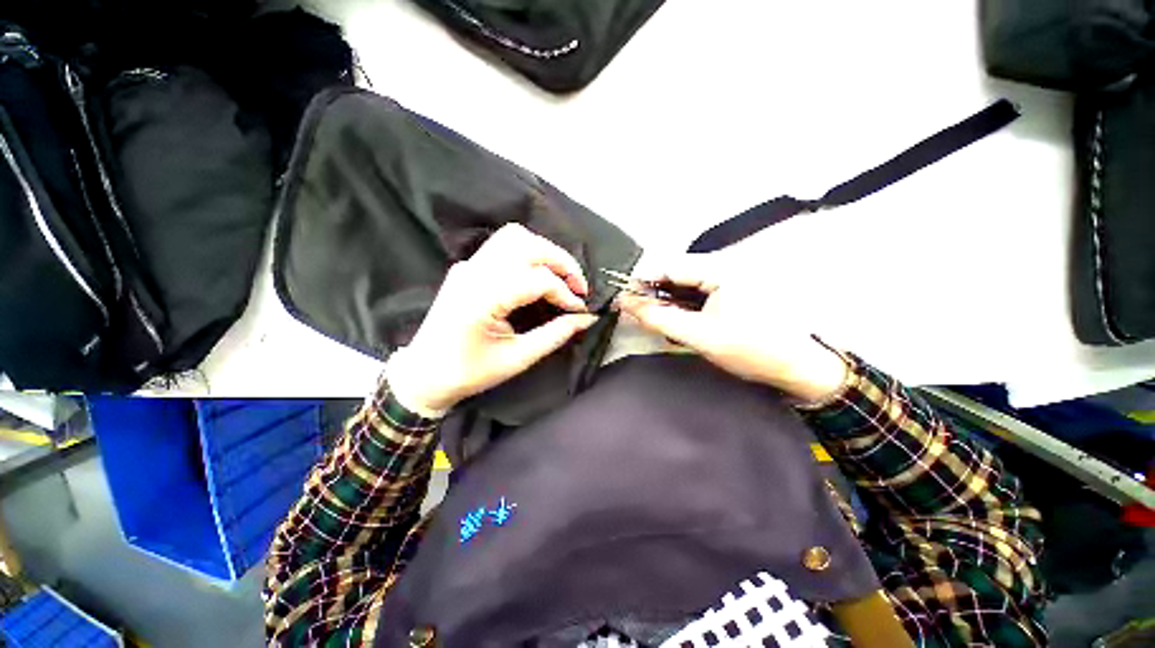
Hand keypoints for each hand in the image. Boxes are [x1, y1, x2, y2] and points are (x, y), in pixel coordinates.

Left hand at [386, 224, 597, 415]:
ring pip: (514, 238)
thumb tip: (586, 318)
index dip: (565, 292)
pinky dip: (529, 253)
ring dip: (545, 252)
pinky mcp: (467, 268)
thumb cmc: (469, 373)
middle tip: (579, 286)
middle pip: (528, 245)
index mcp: (482, 298)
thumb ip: (555, 335)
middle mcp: (474, 272)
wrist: (424, 374)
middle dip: (562, 262)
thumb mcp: (517, 359)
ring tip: (562, 277)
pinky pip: (503, 246)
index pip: (537, 279)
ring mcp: (468, 266)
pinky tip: (539, 274)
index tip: (581, 309)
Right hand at [616, 256, 848, 402]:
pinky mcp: (732, 289)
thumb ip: (659, 318)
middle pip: (675, 272)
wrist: (797, 367)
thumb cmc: (750, 350)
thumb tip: (626, 304)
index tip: (624, 299)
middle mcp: (725, 265)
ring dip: (668, 300)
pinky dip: (683, 305)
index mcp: (721, 269)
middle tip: (641, 315)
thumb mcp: (699, 336)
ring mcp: (730, 276)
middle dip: (655, 293)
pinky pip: (697, 291)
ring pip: (685, 282)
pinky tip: (680, 320)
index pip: (669, 265)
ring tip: (660, 321)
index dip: (642, 281)